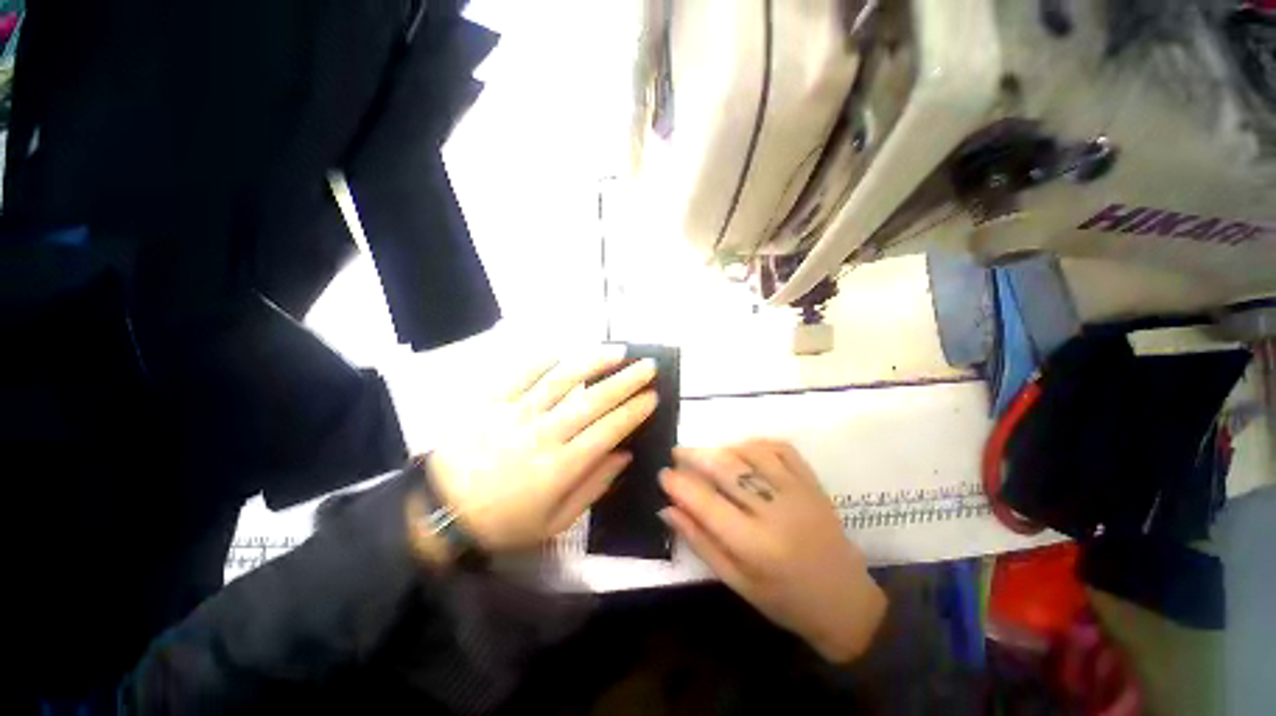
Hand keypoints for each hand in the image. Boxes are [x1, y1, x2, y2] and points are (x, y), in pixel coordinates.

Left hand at [425, 349, 657, 551]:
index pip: (608, 431)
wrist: (439, 514)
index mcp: (560, 467)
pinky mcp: (491, 403)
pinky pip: (522, 375)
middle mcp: (543, 434)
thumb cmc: (504, 523)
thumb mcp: (555, 522)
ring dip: (592, 363)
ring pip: (561, 381)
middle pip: (592, 401)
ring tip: (617, 351)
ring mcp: (516, 414)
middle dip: (625, 381)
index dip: (633, 412)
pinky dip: (544, 361)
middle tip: (648, 366)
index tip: (653, 396)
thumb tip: (624, 456)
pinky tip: (564, 352)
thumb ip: (593, 487)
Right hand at [658, 439, 886, 662]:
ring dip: (723, 448)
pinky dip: (756, 444)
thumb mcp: (736, 582)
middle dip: (695, 456)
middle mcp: (776, 511)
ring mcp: (798, 491)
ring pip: (751, 452)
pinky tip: (743, 451)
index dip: (679, 484)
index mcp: (755, 546)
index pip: (706, 503)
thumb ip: (700, 541)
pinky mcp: (812, 482)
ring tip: (708, 455)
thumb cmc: (784, 600)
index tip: (663, 473)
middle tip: (677, 453)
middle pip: (727, 468)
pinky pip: (780, 448)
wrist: (845, 602)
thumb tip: (667, 508)